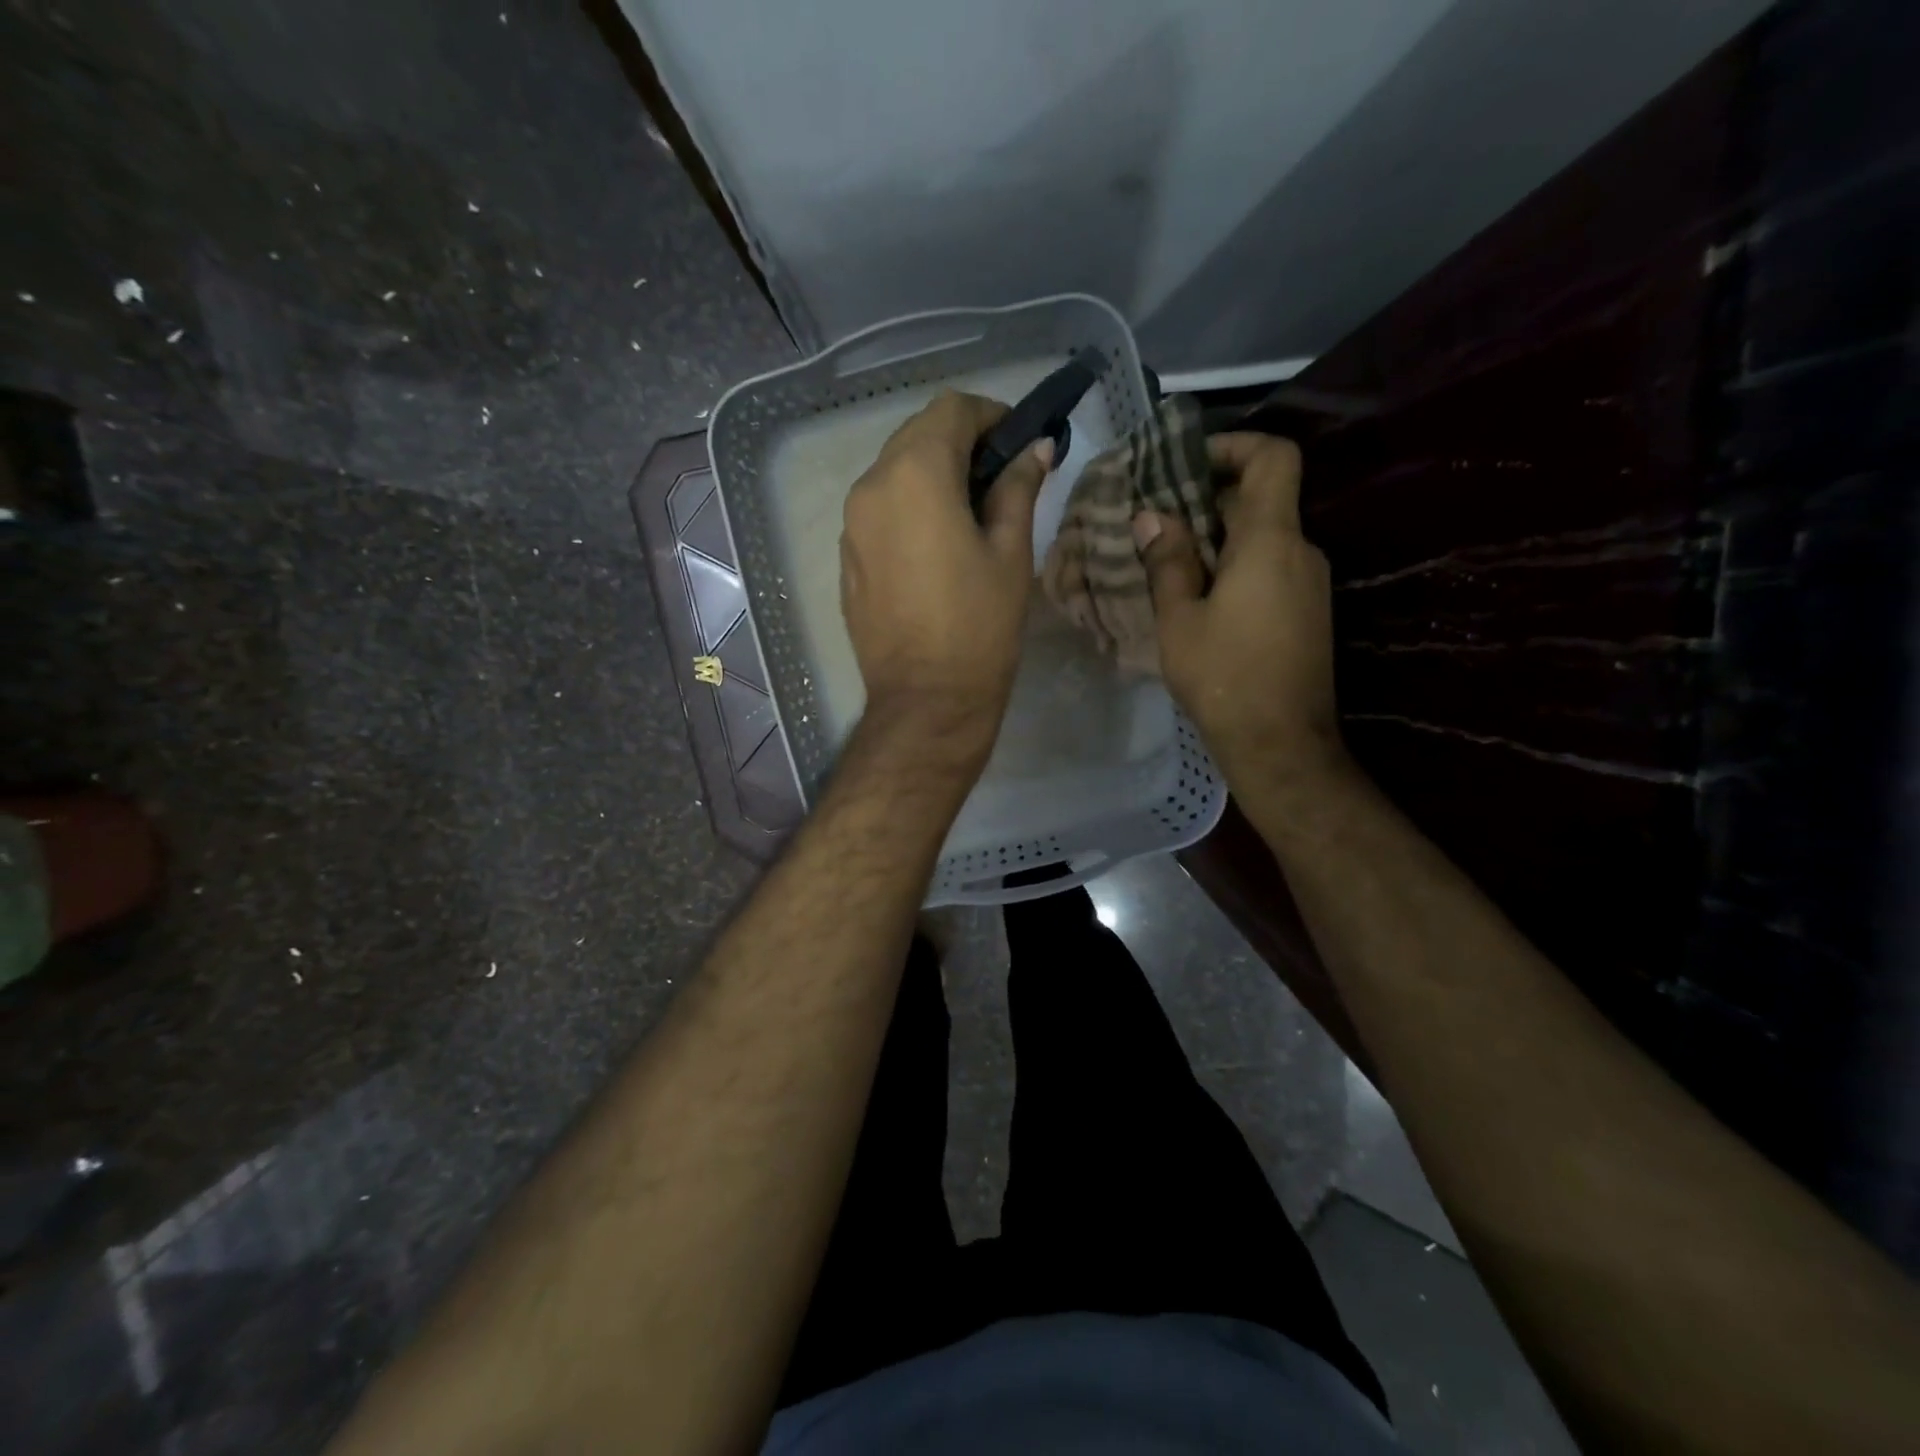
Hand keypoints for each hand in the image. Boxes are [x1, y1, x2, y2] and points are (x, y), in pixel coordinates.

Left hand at [841, 390, 1052, 762]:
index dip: (991, 415)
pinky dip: (909, 506)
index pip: (951, 409)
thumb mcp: (1011, 551)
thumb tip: (1034, 449)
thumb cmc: (979, 624)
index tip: (1020, 442)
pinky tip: (936, 543)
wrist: (926, 698)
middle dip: (962, 442)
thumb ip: (1018, 488)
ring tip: (971, 512)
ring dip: (933, 474)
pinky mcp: (847, 556)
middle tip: (1001, 477)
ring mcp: (851, 523)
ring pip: (894, 470)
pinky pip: (879, 509)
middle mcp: (871, 486)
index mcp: (915, 474)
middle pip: (918, 434)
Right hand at [1133, 432, 1343, 790]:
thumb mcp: (1179, 619)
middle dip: (1208, 500)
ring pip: (1263, 537)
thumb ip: (1168, 561)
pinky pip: (1270, 568)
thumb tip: (1152, 517)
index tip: (1187, 463)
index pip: (1273, 457)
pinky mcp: (1308, 611)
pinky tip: (1197, 599)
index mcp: (1271, 541)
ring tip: (1167, 563)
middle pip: (1261, 498)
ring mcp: (1310, 582)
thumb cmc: (1223, 677)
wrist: (1280, 743)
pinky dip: (1235, 566)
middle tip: (1156, 522)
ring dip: (1217, 538)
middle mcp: (1300, 550)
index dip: (1233, 445)